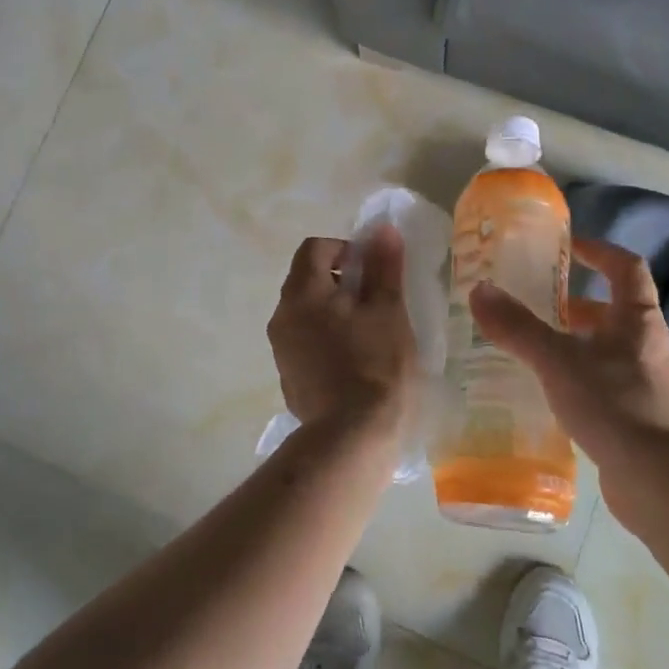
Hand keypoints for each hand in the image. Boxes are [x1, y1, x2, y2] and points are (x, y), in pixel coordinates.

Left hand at [268, 225, 418, 444]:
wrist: (352, 437)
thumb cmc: (375, 366)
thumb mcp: (388, 311)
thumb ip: (383, 267)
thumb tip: (382, 230)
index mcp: (302, 294)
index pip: (314, 248)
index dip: (345, 248)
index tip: (372, 270)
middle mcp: (282, 316)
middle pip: (307, 278)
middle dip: (340, 279)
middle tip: (375, 299)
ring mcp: (281, 349)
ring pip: (306, 312)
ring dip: (333, 309)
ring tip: (368, 330)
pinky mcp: (288, 376)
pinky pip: (305, 340)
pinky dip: (326, 336)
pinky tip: (355, 359)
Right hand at [470, 239, 668, 521]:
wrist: (662, 484)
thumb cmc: (615, 406)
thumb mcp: (558, 361)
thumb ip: (518, 327)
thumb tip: (479, 291)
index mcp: (639, 320)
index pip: (626, 267)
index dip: (597, 251)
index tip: (565, 248)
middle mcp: (649, 345)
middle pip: (613, 309)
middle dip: (573, 303)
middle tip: (533, 302)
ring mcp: (648, 382)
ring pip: (606, 348)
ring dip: (573, 341)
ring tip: (530, 347)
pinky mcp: (640, 416)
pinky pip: (604, 381)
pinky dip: (577, 376)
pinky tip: (547, 391)